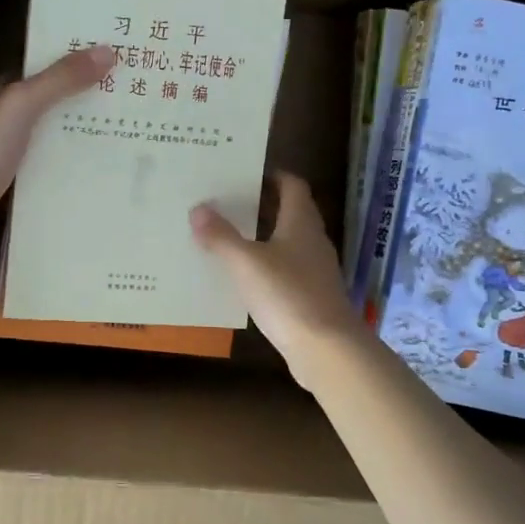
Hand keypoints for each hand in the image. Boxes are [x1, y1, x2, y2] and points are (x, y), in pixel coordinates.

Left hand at [0, 44, 114, 239]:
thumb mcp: (24, 102)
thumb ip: (61, 78)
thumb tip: (108, 51)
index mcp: (5, 89)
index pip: (47, 67)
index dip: (78, 61)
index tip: (116, 60)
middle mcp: (7, 115)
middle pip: (54, 100)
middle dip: (87, 97)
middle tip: (132, 96)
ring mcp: (11, 147)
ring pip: (55, 131)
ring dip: (83, 129)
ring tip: (127, 128)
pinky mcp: (17, 176)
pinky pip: (52, 160)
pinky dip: (73, 159)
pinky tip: (100, 164)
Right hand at [190, 173, 366, 375]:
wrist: (326, 349)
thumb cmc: (287, 294)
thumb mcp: (245, 263)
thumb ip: (220, 236)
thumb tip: (198, 208)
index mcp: (301, 222)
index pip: (292, 186)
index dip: (272, 176)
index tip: (245, 174)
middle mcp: (312, 240)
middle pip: (289, 212)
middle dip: (261, 206)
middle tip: (227, 202)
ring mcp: (315, 270)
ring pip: (287, 242)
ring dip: (262, 236)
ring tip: (227, 236)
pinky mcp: (311, 296)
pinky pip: (286, 270)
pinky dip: (266, 266)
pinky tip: (243, 276)